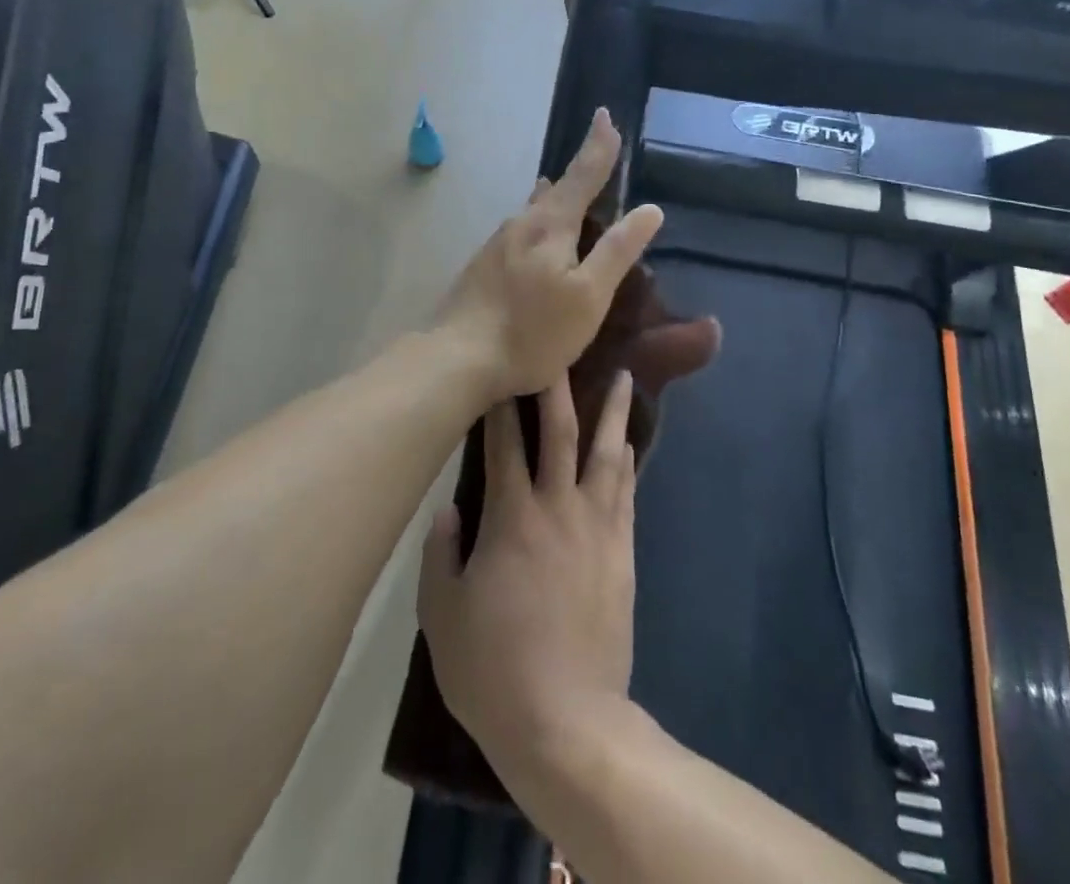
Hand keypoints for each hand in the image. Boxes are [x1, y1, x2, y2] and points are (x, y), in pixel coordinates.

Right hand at [419, 374, 638, 778]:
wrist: (567, 722)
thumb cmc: (493, 668)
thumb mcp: (441, 614)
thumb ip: (440, 552)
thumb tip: (449, 506)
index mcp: (511, 517)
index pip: (503, 443)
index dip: (500, 402)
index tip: (502, 367)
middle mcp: (558, 508)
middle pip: (560, 432)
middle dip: (559, 386)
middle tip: (564, 348)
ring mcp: (596, 528)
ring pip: (606, 453)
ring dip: (613, 412)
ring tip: (625, 376)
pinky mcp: (622, 552)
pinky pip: (626, 492)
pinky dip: (627, 461)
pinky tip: (629, 441)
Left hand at [435, 109, 663, 402]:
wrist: (456, 358)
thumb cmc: (532, 331)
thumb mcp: (588, 296)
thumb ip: (617, 251)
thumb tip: (649, 209)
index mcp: (549, 224)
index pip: (582, 173)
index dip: (599, 145)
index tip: (606, 114)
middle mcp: (520, 223)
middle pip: (555, 190)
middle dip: (577, 175)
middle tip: (597, 162)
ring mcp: (496, 244)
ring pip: (534, 212)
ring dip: (555, 201)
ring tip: (569, 197)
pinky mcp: (482, 266)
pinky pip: (520, 233)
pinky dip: (539, 227)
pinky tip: (538, 243)